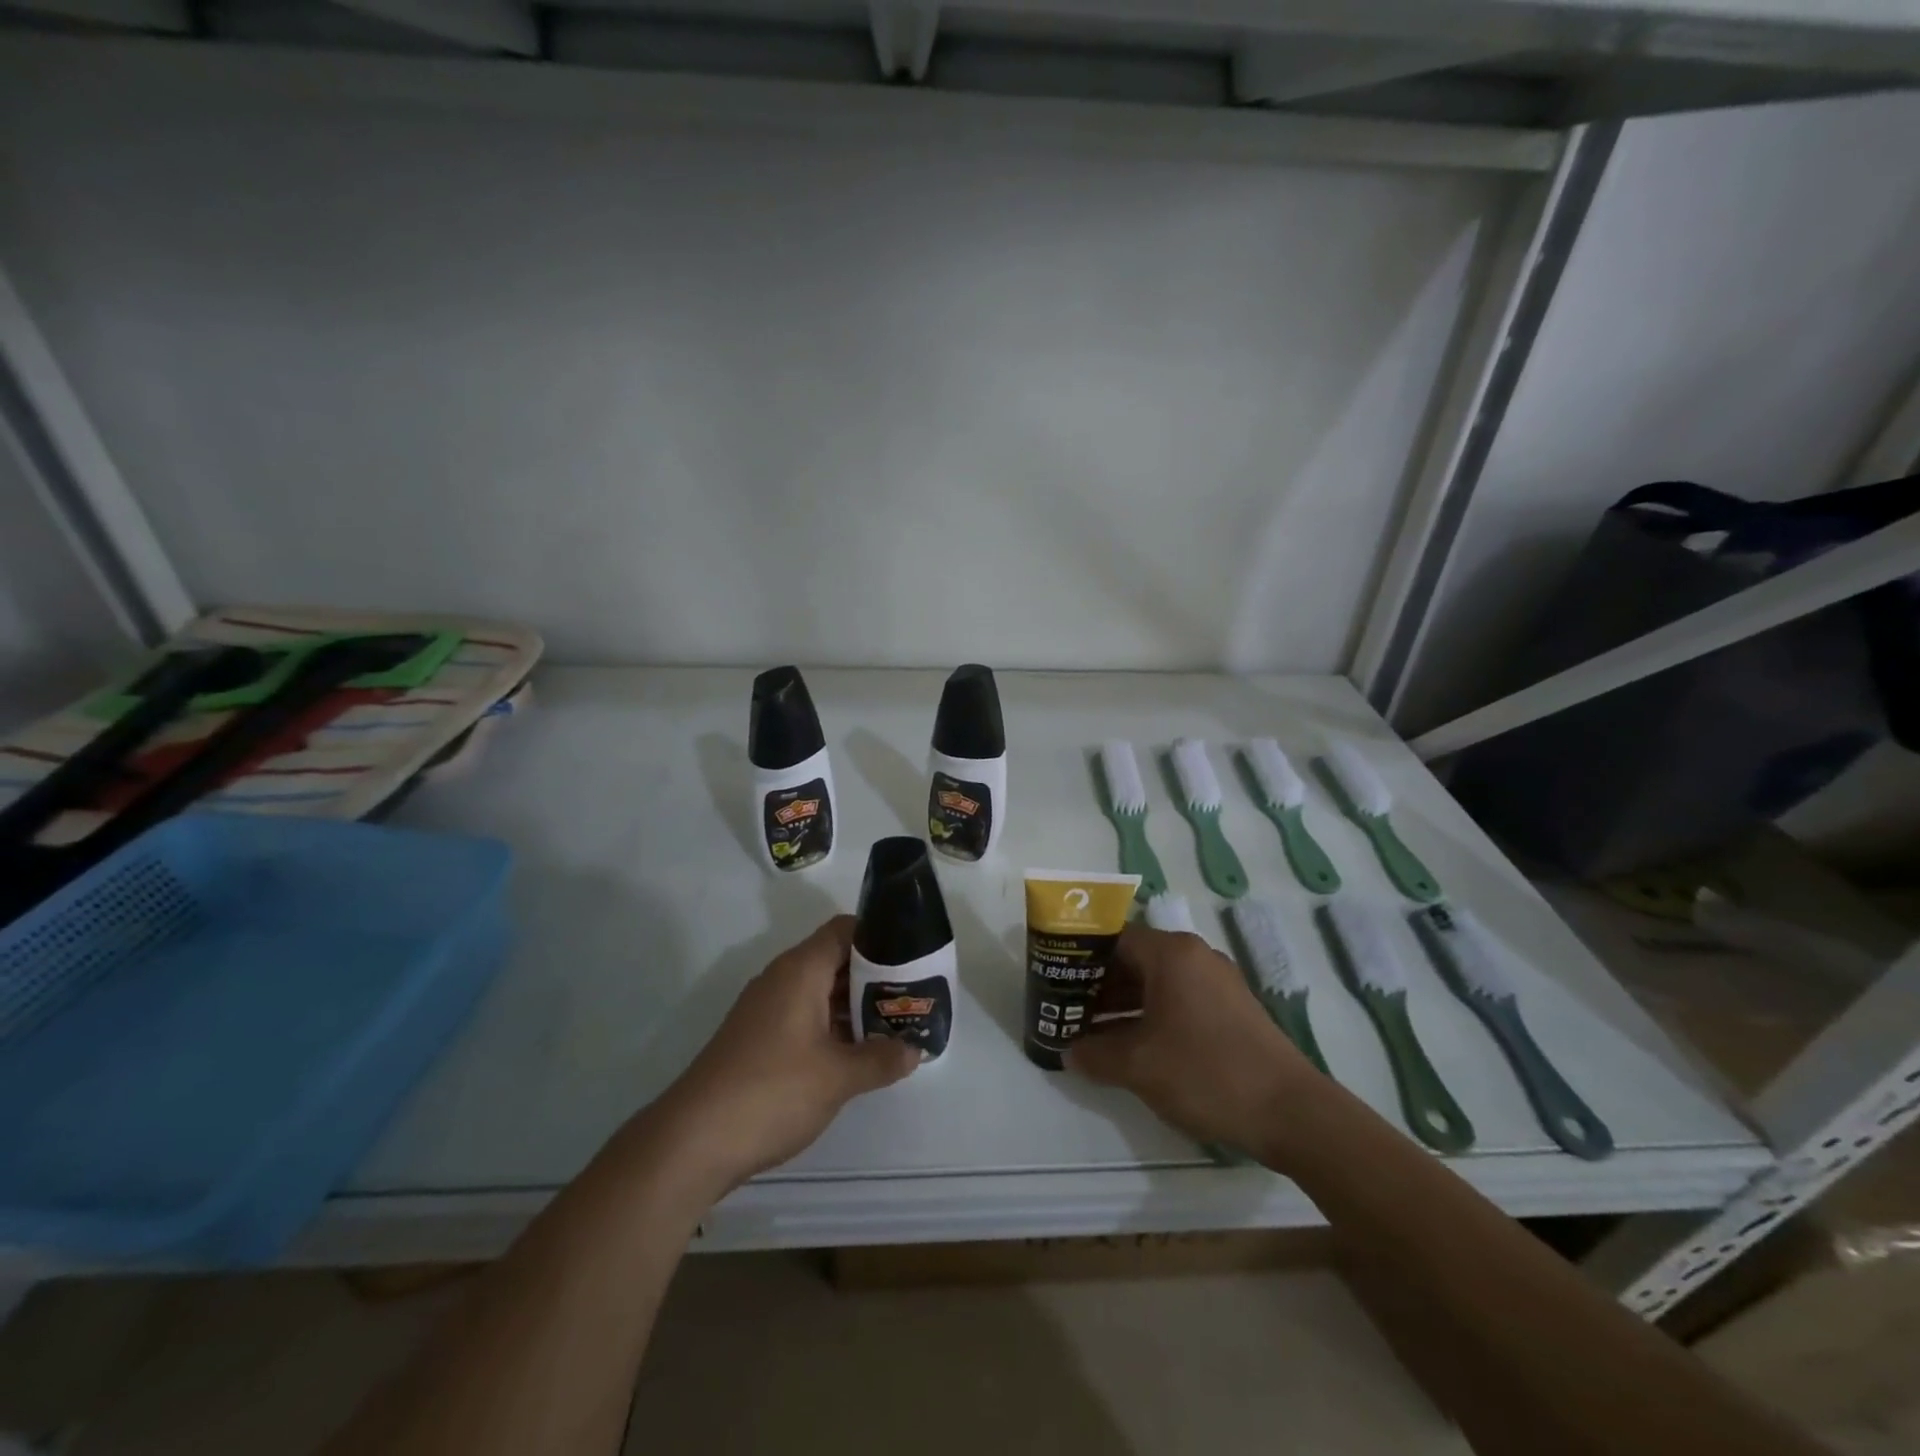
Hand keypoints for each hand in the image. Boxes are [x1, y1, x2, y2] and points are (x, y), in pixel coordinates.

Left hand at [653, 916, 919, 1196]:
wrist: (692, 1141)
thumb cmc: (772, 1091)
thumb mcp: (838, 1077)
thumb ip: (881, 1058)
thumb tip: (914, 1050)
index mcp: (800, 970)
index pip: (845, 930)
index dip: (880, 936)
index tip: (912, 955)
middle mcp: (782, 979)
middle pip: (836, 959)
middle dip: (875, 975)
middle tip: (913, 994)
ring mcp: (767, 1009)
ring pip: (821, 991)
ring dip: (855, 1005)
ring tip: (895, 1023)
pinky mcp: (758, 1038)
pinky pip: (805, 1016)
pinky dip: (833, 1025)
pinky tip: (857, 1051)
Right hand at [1068, 923, 1315, 1156]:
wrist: (1292, 1112)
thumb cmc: (1206, 1073)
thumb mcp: (1139, 1066)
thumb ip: (1096, 1054)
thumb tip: (1069, 1052)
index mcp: (1171, 953)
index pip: (1112, 939)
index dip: (1080, 960)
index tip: (1056, 983)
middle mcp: (1195, 956)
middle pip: (1134, 959)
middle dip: (1099, 986)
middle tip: (1069, 1011)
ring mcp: (1217, 982)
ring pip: (1156, 982)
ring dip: (1124, 1005)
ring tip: (1093, 1033)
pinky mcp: (1231, 1009)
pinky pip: (1179, 1000)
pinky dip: (1152, 1015)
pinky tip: (1134, 1047)